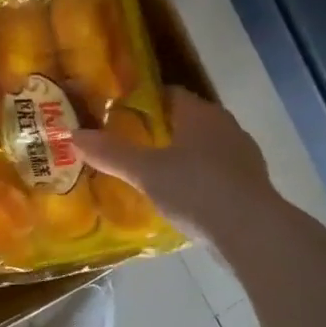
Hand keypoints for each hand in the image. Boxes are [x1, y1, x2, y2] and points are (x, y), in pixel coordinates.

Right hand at [73, 88, 277, 242]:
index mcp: (201, 114)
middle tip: (130, 145)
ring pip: (204, 147)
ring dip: (182, 156)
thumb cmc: (196, 189)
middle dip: (161, 130)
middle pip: (187, 120)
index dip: (144, 102)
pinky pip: (217, 173)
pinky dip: (198, 179)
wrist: (252, 232)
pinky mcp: (251, 185)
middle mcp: (226, 126)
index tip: (119, 115)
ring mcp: (243, 156)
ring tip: (152, 173)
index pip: (170, 94)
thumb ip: (111, 153)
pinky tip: (181, 197)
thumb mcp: (145, 172)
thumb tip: (73, 135)